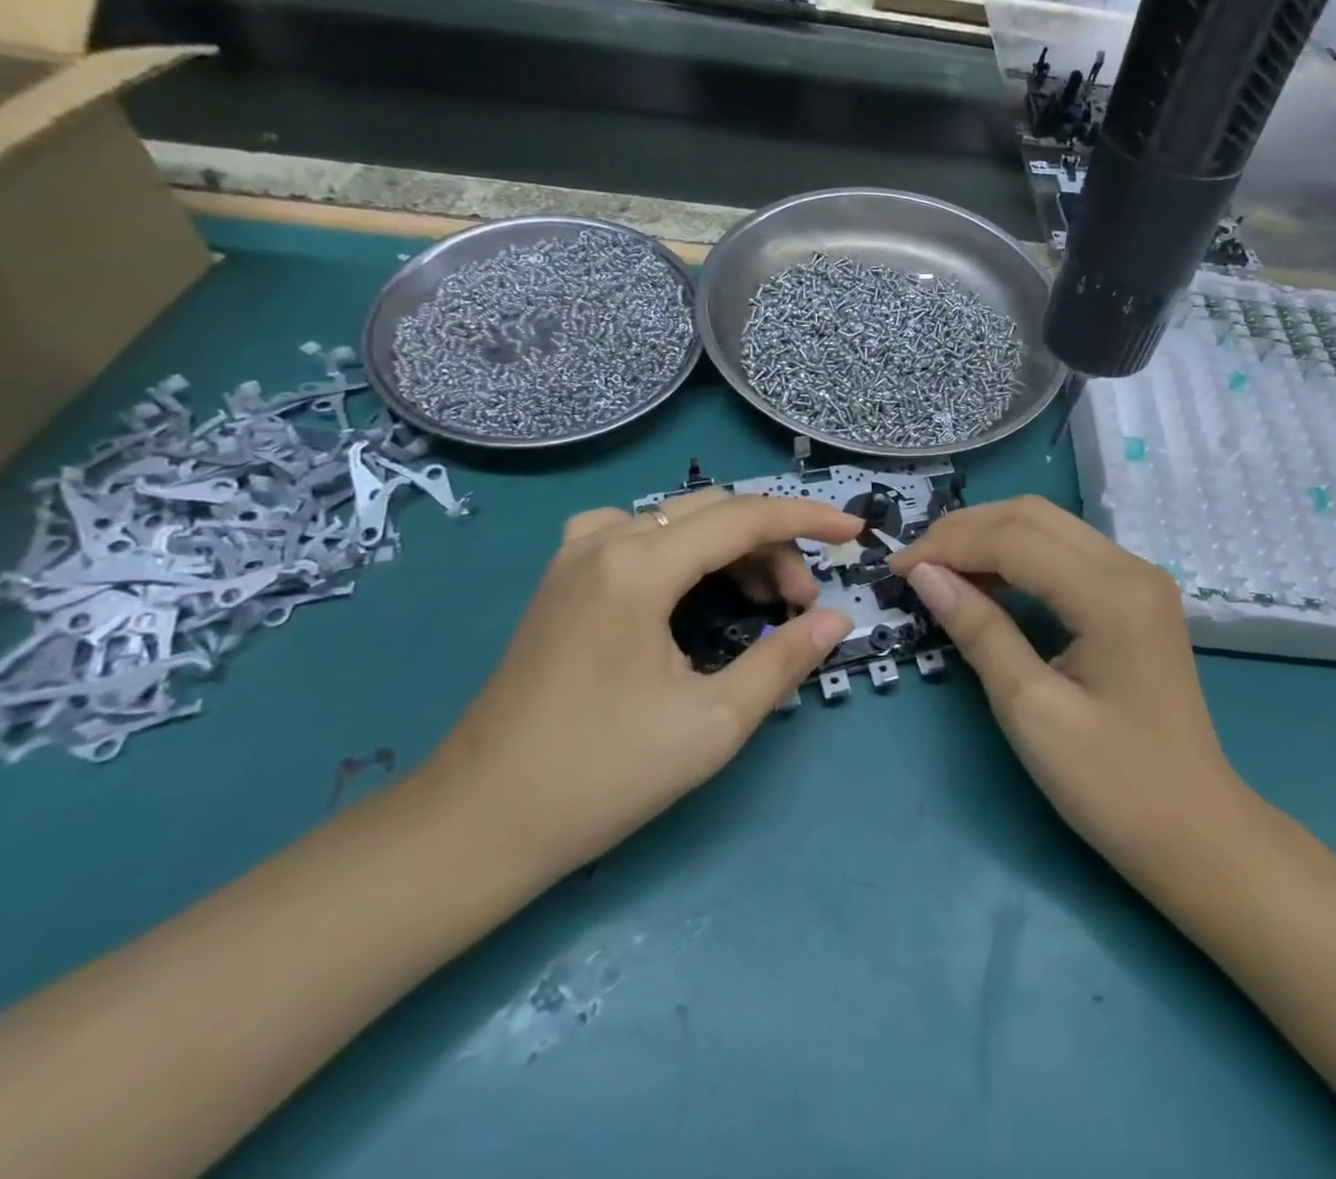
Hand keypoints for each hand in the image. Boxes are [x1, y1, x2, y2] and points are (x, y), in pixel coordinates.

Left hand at [430, 491, 860, 879]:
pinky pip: (637, 535)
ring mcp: (574, 556)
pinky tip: (689, 587)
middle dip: (772, 547)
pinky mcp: (561, 579)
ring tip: (760, 603)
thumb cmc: (602, 775)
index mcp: (639, 566)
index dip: (807, 519)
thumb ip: (783, 659)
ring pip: (677, 521)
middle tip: (800, 607)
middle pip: (714, 514)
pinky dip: (684, 550)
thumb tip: (835, 619)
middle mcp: (604, 541)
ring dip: (731, 548)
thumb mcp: (713, 722)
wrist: (480, 821)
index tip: (854, 532)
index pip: (745, 517)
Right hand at [888, 497, 1240, 879]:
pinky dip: (1017, 555)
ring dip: (988, 537)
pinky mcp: (1135, 596)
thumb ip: (979, 630)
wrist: (1195, 832)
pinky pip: (1065, 552)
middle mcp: (1130, 567)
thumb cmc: (1112, 784)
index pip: (1013, 539)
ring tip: (939, 570)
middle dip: (964, 531)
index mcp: (1110, 593)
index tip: (896, 569)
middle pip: (1031, 516)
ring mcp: (1138, 578)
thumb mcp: (1031, 710)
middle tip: (913, 566)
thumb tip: (925, 575)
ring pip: (1048, 526)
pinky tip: (986, 582)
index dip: (947, 546)